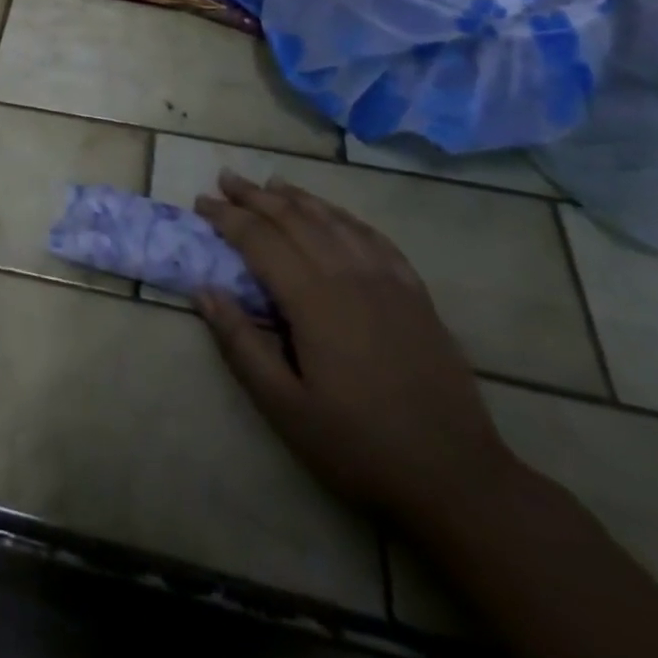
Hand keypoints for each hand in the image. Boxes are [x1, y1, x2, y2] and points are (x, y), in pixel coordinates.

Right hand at [195, 171, 519, 523]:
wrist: (456, 478)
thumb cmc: (358, 446)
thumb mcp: (284, 406)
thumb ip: (241, 343)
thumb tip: (203, 290)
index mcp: (313, 300)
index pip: (260, 240)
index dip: (227, 217)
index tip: (201, 202)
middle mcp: (349, 276)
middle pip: (295, 219)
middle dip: (256, 196)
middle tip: (227, 179)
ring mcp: (388, 282)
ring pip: (335, 221)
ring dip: (299, 198)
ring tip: (271, 183)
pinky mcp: (416, 295)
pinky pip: (375, 239)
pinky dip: (345, 217)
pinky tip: (334, 214)